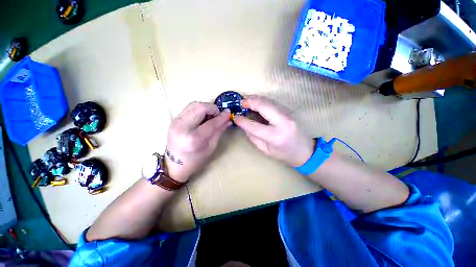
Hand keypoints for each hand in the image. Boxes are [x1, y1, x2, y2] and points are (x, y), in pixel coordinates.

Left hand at [165, 102, 231, 181]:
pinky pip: (189, 108)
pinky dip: (199, 110)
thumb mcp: (211, 147)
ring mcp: (176, 122)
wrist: (174, 165)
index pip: (211, 123)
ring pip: (194, 105)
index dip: (221, 117)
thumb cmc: (196, 160)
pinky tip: (203, 117)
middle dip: (213, 109)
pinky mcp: (174, 120)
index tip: (228, 113)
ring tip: (210, 116)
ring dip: (206, 108)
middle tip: (218, 116)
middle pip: (200, 107)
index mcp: (193, 139)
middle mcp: (182, 127)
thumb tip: (228, 119)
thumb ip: (219, 131)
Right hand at [234, 95, 314, 166]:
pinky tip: (257, 103)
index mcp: (275, 136)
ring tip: (247, 101)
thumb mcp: (265, 150)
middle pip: (263, 106)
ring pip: (269, 101)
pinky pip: (273, 102)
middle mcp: (283, 122)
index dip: (243, 121)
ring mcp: (288, 114)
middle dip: (250, 101)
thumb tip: (244, 125)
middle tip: (241, 102)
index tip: (235, 117)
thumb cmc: (284, 154)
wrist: (305, 150)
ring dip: (256, 99)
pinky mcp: (289, 111)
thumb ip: (253, 137)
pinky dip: (263, 101)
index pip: (254, 126)